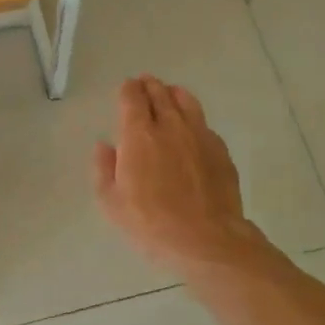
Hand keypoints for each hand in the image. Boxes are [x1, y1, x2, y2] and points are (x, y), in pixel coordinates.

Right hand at [94, 76, 260, 273]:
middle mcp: (170, 126)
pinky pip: (204, 123)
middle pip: (159, 93)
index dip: (128, 89)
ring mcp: (199, 135)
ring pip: (186, 101)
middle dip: (149, 86)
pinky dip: (193, 118)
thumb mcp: (112, 203)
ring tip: (169, 94)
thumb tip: (104, 146)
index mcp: (139, 135)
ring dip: (174, 94)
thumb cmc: (150, 223)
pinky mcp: (220, 150)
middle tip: (145, 84)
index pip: (132, 98)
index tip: (126, 88)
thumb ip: (104, 169)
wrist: (206, 240)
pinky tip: (192, 129)